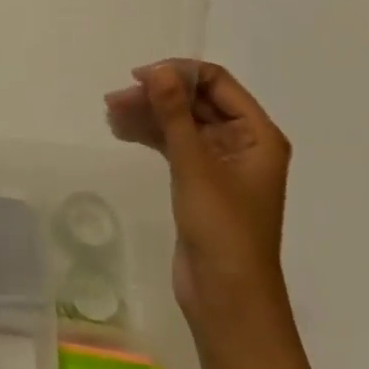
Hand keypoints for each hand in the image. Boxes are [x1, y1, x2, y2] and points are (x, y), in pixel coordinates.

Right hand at [106, 62, 291, 330]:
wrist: (228, 298)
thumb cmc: (222, 228)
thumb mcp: (195, 165)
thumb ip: (175, 114)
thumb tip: (157, 70)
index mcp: (257, 134)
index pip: (217, 83)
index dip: (179, 74)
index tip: (139, 78)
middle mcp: (243, 143)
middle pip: (196, 101)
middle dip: (156, 96)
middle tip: (114, 101)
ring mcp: (221, 164)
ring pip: (181, 123)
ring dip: (149, 115)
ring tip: (111, 115)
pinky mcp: (200, 182)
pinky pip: (174, 145)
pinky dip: (150, 135)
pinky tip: (122, 131)